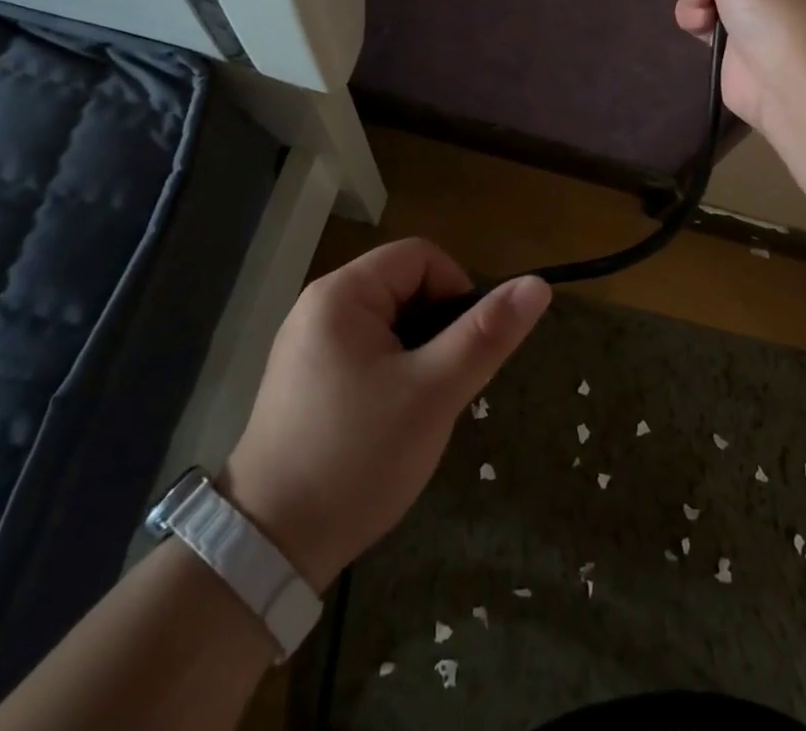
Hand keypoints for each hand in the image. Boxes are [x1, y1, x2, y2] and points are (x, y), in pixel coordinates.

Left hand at [223, 239, 549, 591]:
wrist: (267, 549)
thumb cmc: (357, 456)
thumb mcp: (433, 393)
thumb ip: (487, 334)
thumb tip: (538, 285)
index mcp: (343, 293)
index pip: (422, 257)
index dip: (456, 291)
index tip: (465, 350)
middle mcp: (319, 306)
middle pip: (404, 287)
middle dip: (437, 330)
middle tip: (443, 388)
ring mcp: (307, 344)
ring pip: (389, 324)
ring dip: (417, 355)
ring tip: (420, 409)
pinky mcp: (303, 379)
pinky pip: (365, 352)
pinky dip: (391, 373)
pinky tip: (390, 421)